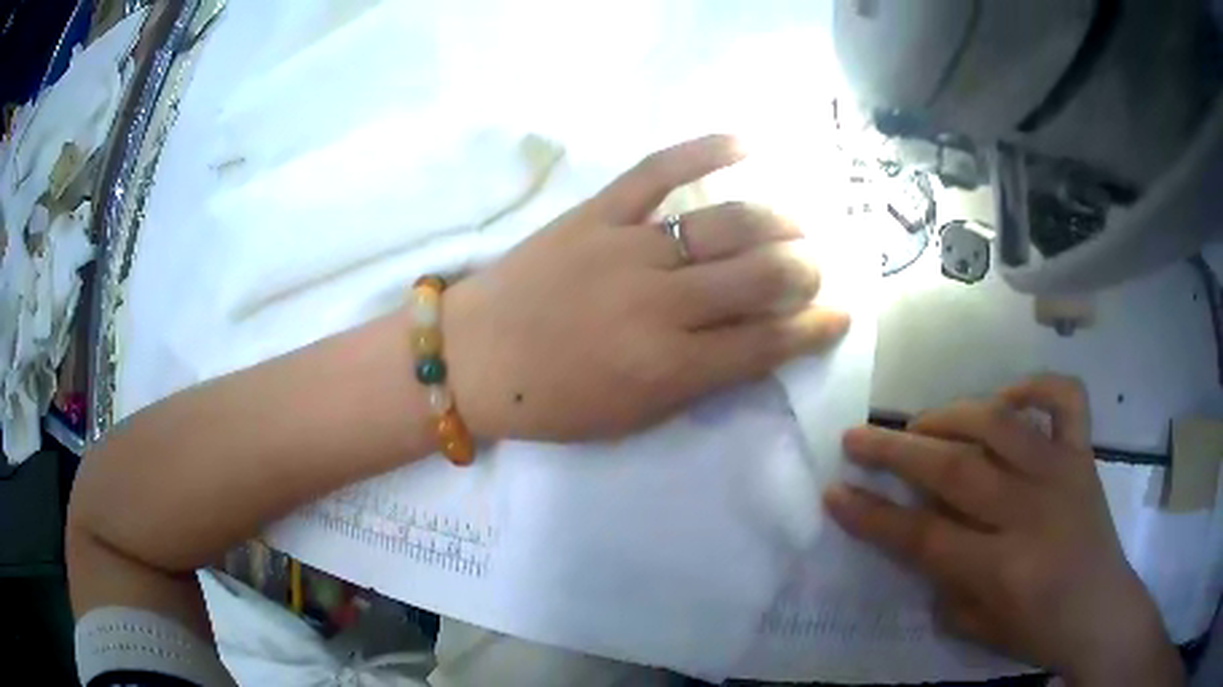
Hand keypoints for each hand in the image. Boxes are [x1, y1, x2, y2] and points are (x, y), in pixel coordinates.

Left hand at [441, 135, 849, 440]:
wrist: (473, 358)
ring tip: (797, 224)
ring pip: (728, 224)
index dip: (816, 328)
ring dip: (778, 221)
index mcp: (670, 367)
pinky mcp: (596, 213)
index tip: (840, 315)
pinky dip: (707, 148)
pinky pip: (658, 169)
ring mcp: (627, 249)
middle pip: (761, 276)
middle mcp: (660, 304)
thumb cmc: (552, 401)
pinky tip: (748, 143)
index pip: (768, 343)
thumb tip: (759, 345)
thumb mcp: (634, 417)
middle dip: (805, 271)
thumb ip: (701, 381)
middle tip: (813, 269)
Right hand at [825, 375, 1183, 685]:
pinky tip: (1007, 401)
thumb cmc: (1038, 632)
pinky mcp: (1083, 454)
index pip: (924, 535)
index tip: (835, 492)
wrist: (1101, 612)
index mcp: (1003, 567)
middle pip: (955, 468)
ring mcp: (1062, 471)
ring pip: (1000, 423)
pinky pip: (1064, 398)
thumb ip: (945, 583)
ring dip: (951, 415)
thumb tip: (923, 536)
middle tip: (857, 437)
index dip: (873, 515)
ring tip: (922, 423)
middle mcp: (1032, 509)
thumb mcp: (978, 628)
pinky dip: (1034, 387)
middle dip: (896, 451)